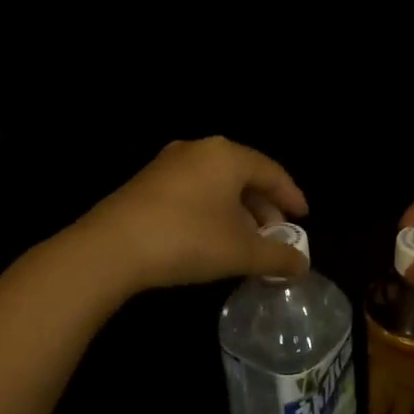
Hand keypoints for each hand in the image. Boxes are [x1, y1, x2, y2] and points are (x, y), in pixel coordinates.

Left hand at [77, 137, 309, 293]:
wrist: (110, 248)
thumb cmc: (187, 240)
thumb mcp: (241, 252)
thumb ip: (277, 256)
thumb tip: (302, 264)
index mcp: (227, 155)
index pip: (271, 171)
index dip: (291, 196)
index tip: (302, 219)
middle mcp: (199, 149)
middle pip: (243, 176)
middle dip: (263, 207)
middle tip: (274, 235)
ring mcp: (168, 164)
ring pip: (216, 184)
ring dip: (237, 211)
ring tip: (245, 241)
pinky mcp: (146, 182)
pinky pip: (193, 190)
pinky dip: (211, 210)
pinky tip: (211, 237)